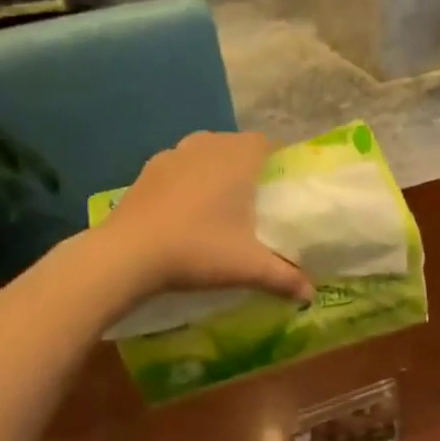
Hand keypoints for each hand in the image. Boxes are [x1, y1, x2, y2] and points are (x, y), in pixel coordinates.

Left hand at [100, 131, 311, 301]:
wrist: (128, 255)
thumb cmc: (198, 250)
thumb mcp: (248, 268)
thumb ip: (284, 278)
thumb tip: (311, 296)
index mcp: (237, 159)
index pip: (266, 143)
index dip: (276, 160)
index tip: (281, 186)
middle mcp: (206, 146)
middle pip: (235, 145)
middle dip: (247, 166)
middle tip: (255, 199)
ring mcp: (172, 155)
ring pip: (204, 152)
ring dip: (215, 170)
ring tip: (220, 203)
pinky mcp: (146, 171)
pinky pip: (177, 167)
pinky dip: (186, 181)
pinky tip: (185, 211)